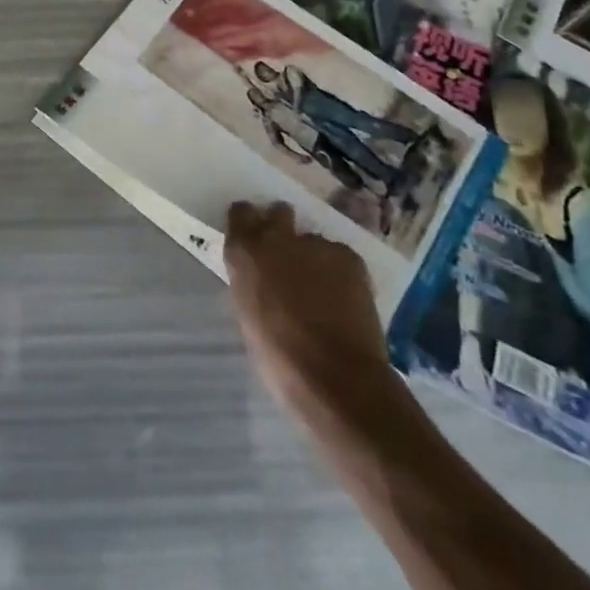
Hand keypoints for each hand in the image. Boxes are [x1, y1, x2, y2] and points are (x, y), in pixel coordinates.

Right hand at [225, 201, 392, 424]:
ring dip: (313, 258)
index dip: (248, 224)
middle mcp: (276, 238)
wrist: (336, 377)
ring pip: (313, 241)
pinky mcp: (348, 256)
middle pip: (278, 212)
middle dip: (283, 228)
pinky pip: (339, 256)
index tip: (253, 238)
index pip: (240, 214)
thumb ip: (252, 284)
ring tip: (325, 291)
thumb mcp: (248, 315)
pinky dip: (339, 273)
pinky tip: (345, 300)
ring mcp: (315, 243)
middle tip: (289, 257)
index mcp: (244, 253)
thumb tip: (262, 279)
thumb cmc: (279, 358)